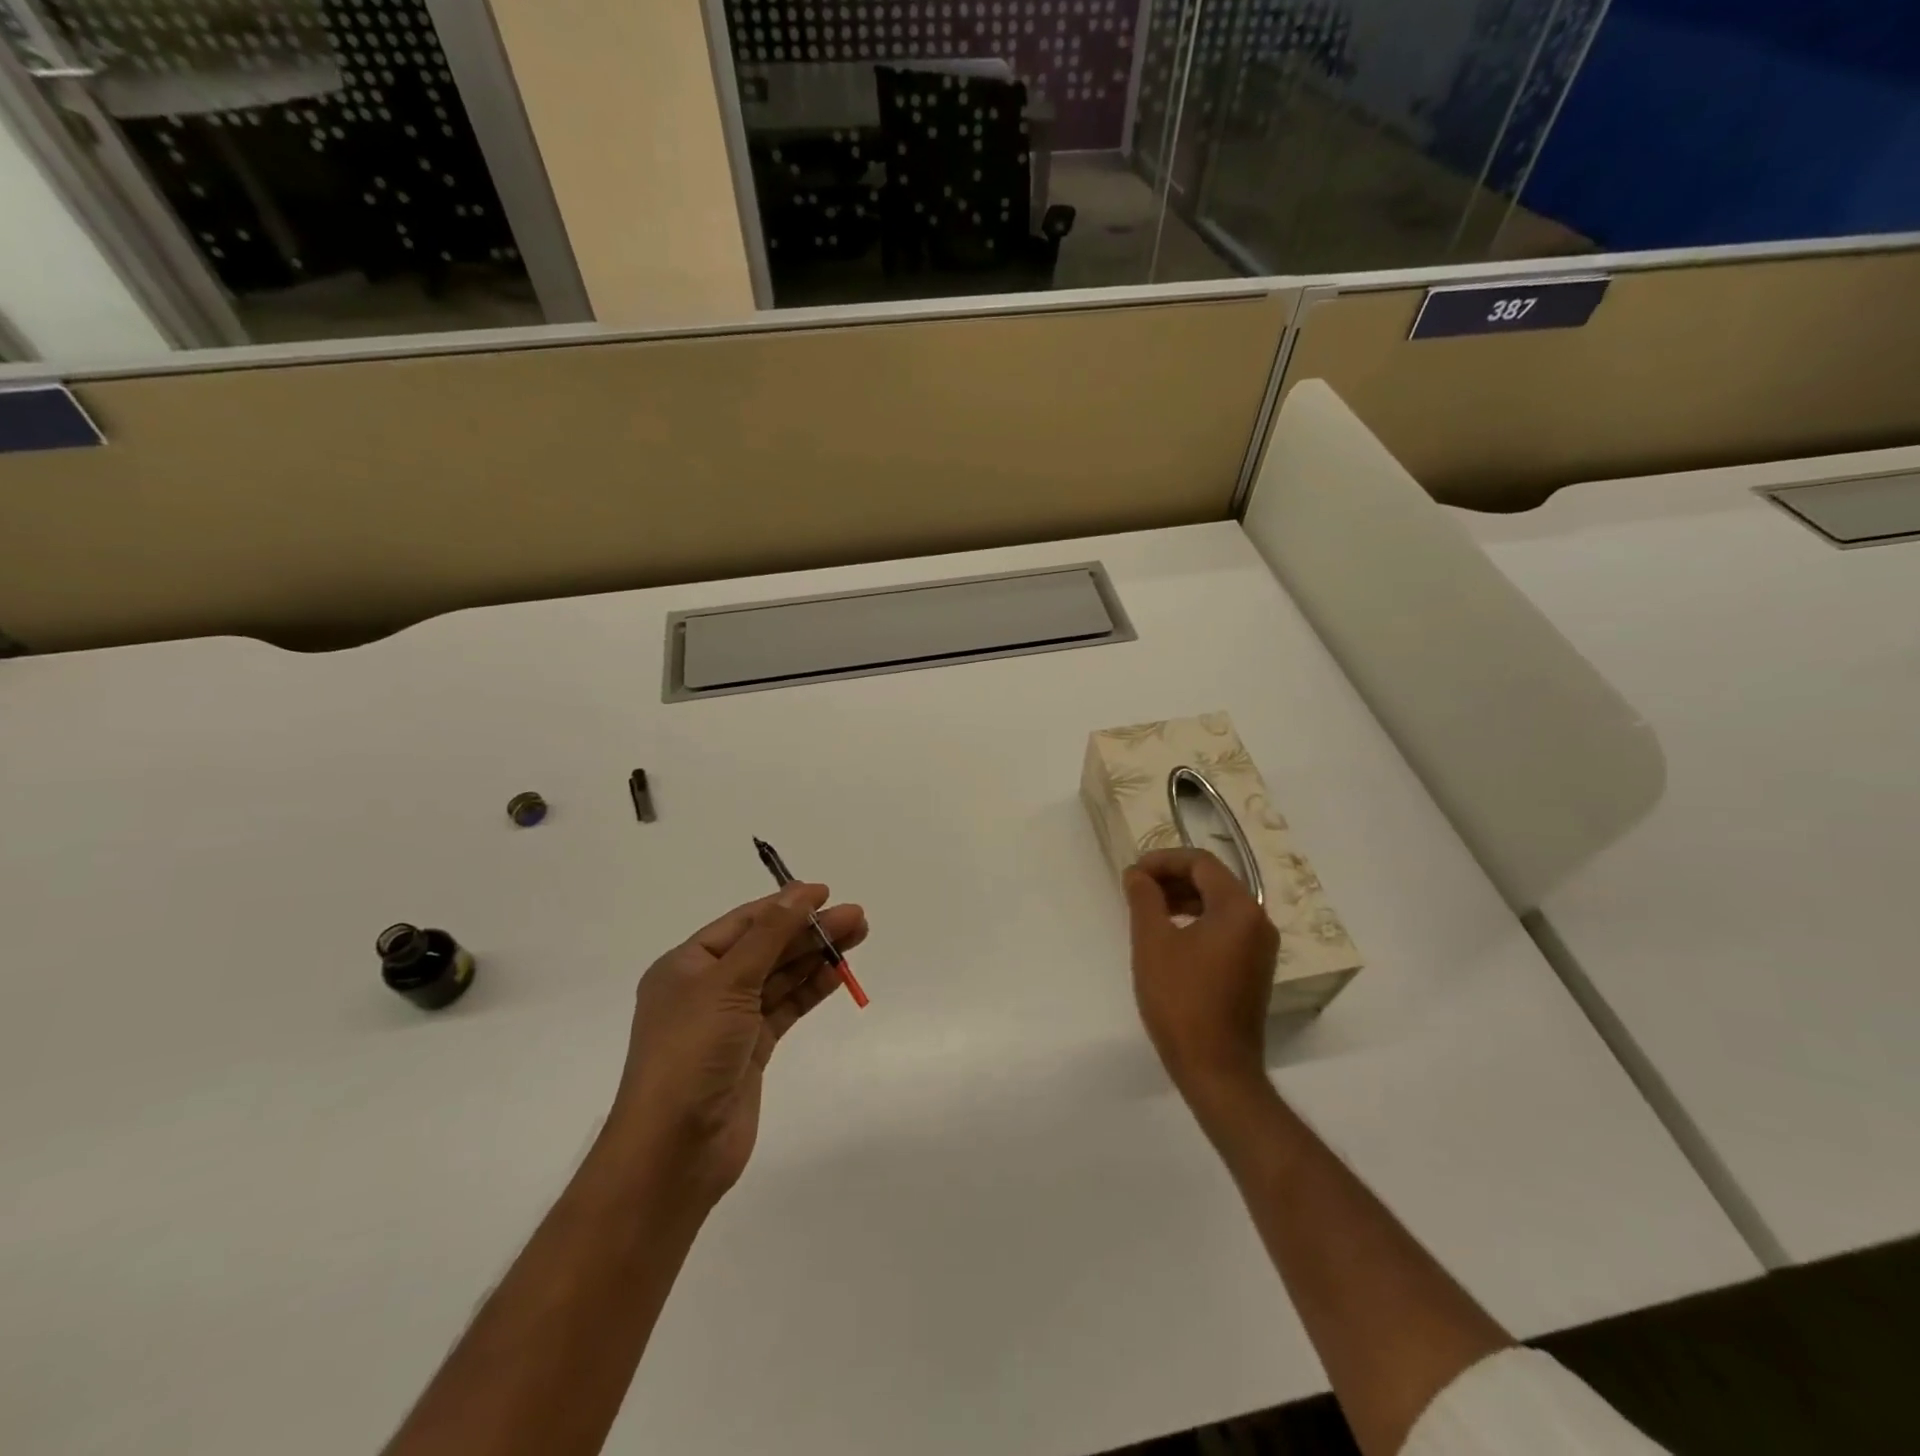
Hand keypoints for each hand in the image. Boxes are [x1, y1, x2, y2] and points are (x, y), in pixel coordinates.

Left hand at [606, 883, 868, 1202]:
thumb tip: (799, 893)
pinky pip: (785, 1008)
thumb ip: (769, 936)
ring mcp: (730, 1022)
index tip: (825, 893)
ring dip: (815, 957)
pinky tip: (837, 975)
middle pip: (766, 947)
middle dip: (808, 931)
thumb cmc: (691, 1052)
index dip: (784, 905)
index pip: (743, 923)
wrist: (674, 1150)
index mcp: (686, 965)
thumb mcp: (728, 983)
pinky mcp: (751, 1051)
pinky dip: (810, 990)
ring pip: (779, 977)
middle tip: (856, 918)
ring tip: (857, 938)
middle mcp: (706, 989)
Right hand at [1125, 848, 1277, 1115]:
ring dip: (1182, 899)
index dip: (1163, 860)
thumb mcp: (1153, 942)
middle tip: (1136, 888)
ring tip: (1147, 910)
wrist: (1217, 1068)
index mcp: (1239, 909)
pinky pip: (1225, 928)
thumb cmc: (1181, 1000)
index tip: (1133, 874)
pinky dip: (1196, 921)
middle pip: (1213, 881)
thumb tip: (1137, 874)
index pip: (1201, 863)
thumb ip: (1144, 899)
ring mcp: (1260, 948)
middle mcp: (1258, 921)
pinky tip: (1169, 936)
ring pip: (1219, 905)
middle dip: (1172, 878)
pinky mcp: (1254, 969)